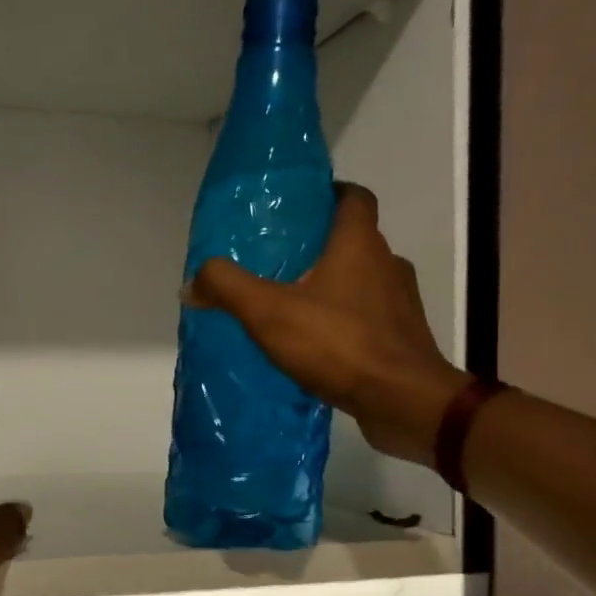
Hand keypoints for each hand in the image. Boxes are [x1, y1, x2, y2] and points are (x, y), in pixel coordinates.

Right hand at [187, 183, 468, 466]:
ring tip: (292, 305)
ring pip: (363, 280)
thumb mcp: (268, 312)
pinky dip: (345, 320)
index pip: (354, 198)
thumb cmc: (339, 344)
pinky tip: (317, 343)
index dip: (330, 194)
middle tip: (279, 260)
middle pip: (355, 240)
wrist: (403, 401)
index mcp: (359, 245)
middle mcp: (387, 264)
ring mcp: (400, 303)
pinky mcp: (403, 338)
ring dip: (333, 285)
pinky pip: (369, 317)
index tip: (301, 205)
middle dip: (321, 245)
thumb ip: (227, 288)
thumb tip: (192, 282)